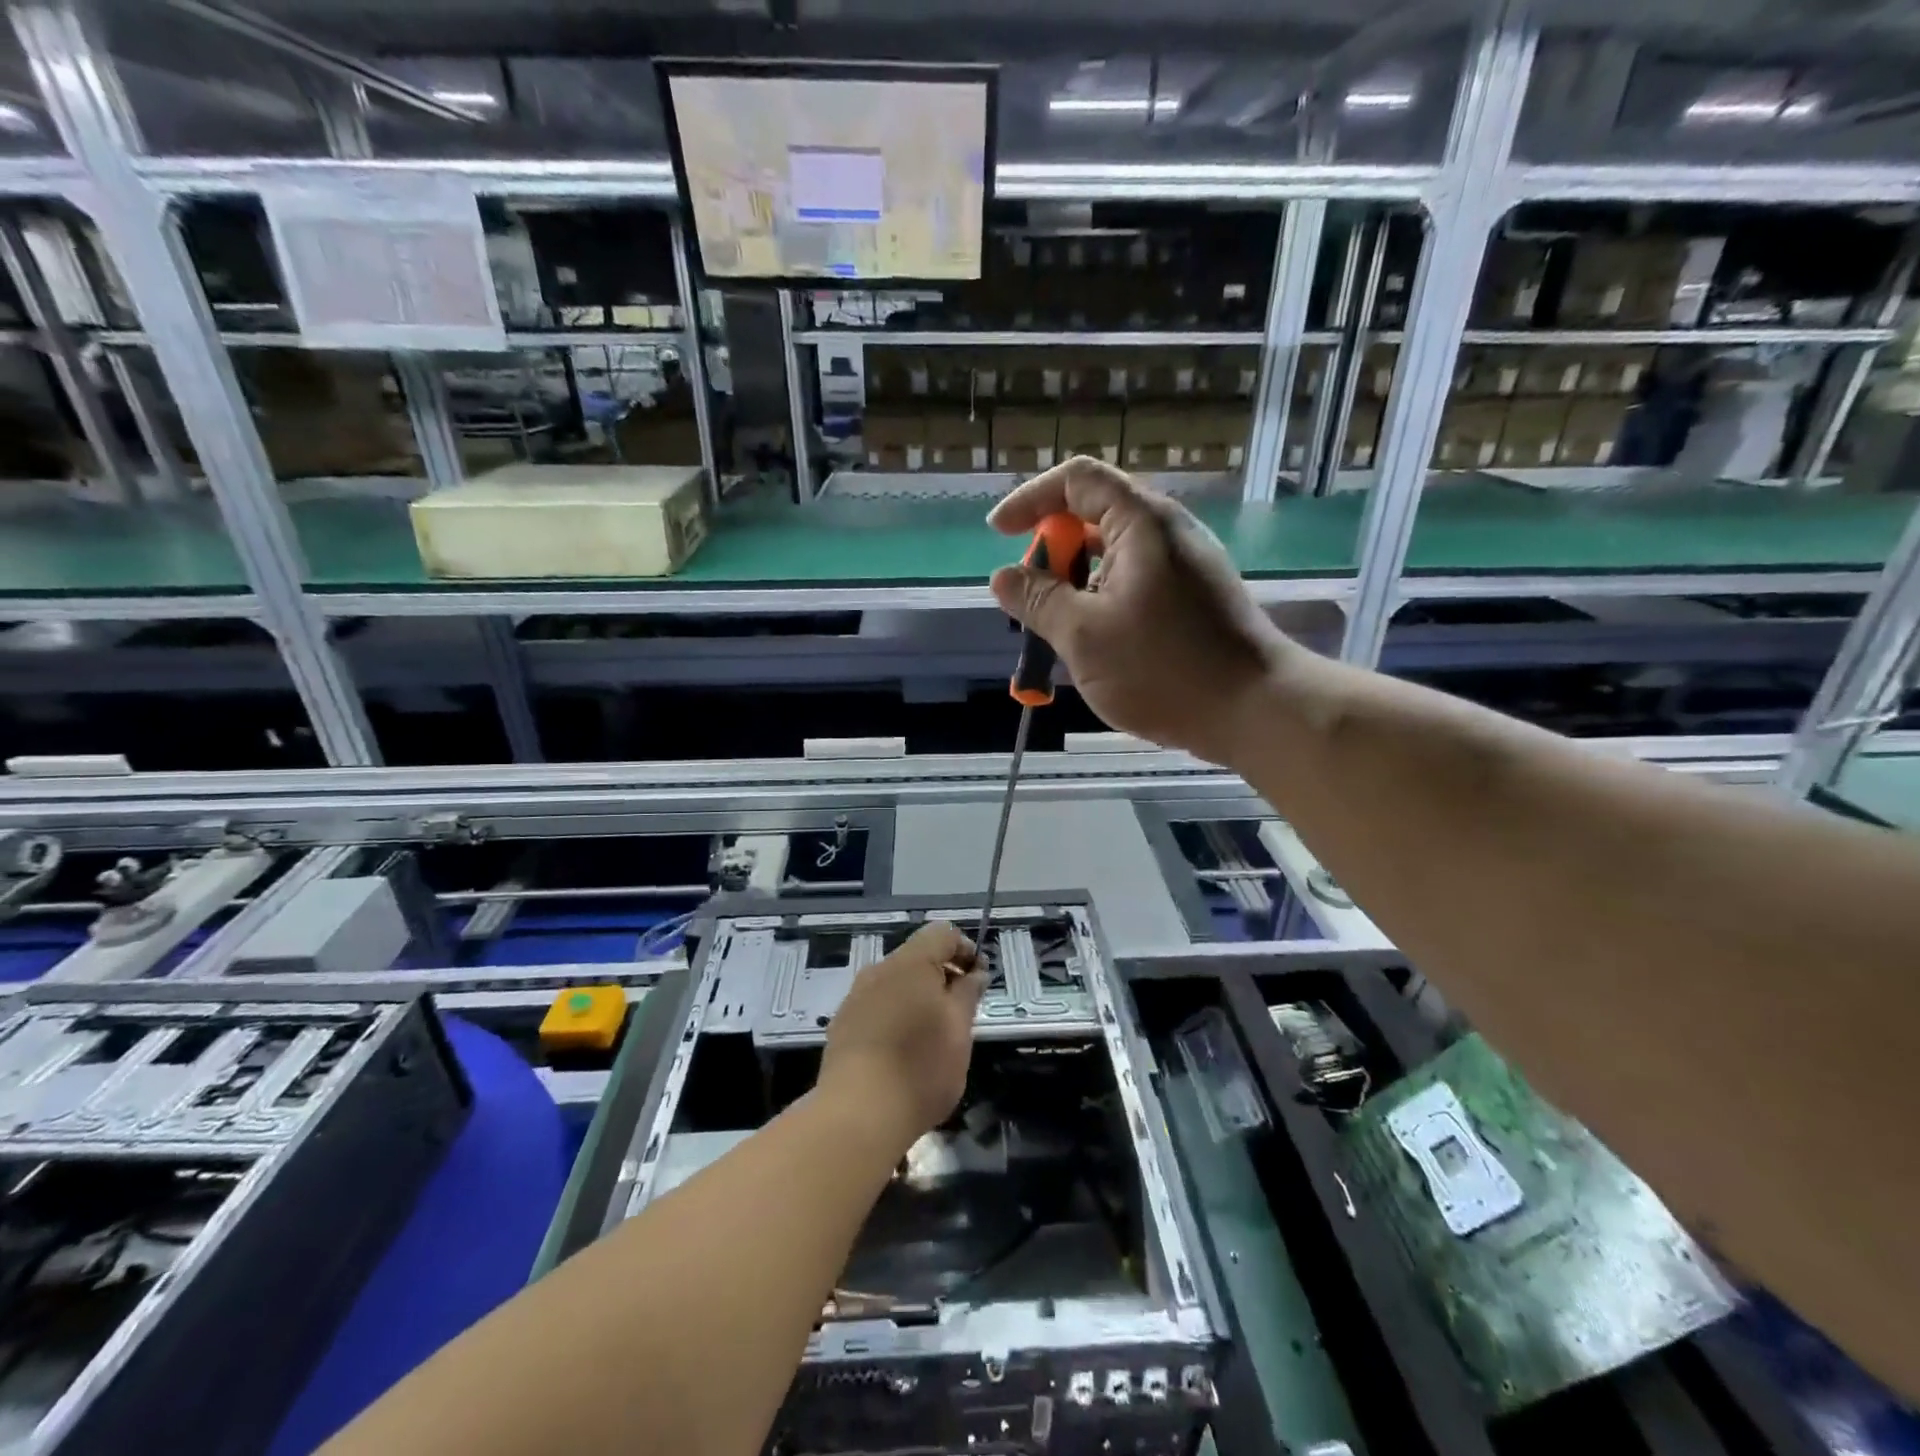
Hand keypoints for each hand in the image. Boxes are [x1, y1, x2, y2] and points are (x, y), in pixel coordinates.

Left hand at [819, 921, 985, 1152]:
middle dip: (942, 977)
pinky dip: (896, 1016)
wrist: (857, 1115)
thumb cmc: (920, 1067)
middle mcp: (879, 970)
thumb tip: (974, 972)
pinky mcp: (842, 1024)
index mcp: (910, 963)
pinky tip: (903, 1051)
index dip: (966, 950)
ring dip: (918, 998)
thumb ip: (968, 993)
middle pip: (917, 957)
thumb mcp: (959, 1030)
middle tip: (961, 1013)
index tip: (978, 982)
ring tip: (933, 1036)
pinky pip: (877, 1006)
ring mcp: (855, 997)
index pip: (943, 933)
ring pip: (895, 983)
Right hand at [988, 457, 1290, 765]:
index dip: (1030, 499)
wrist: (1256, 710)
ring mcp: (1186, 566)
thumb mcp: (1083, 636)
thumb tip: (1003, 577)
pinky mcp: (1196, 598)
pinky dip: (1104, 601)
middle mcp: (1167, 532)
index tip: (999, 535)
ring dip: (1076, 583)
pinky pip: (1136, 582)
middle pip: (1095, 516)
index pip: (1076, 480)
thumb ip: (1039, 600)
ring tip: (1058, 630)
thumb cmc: (1163, 668)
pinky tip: (1096, 645)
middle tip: (1031, 598)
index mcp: (1141, 523)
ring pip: (1115, 556)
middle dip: (1052, 552)